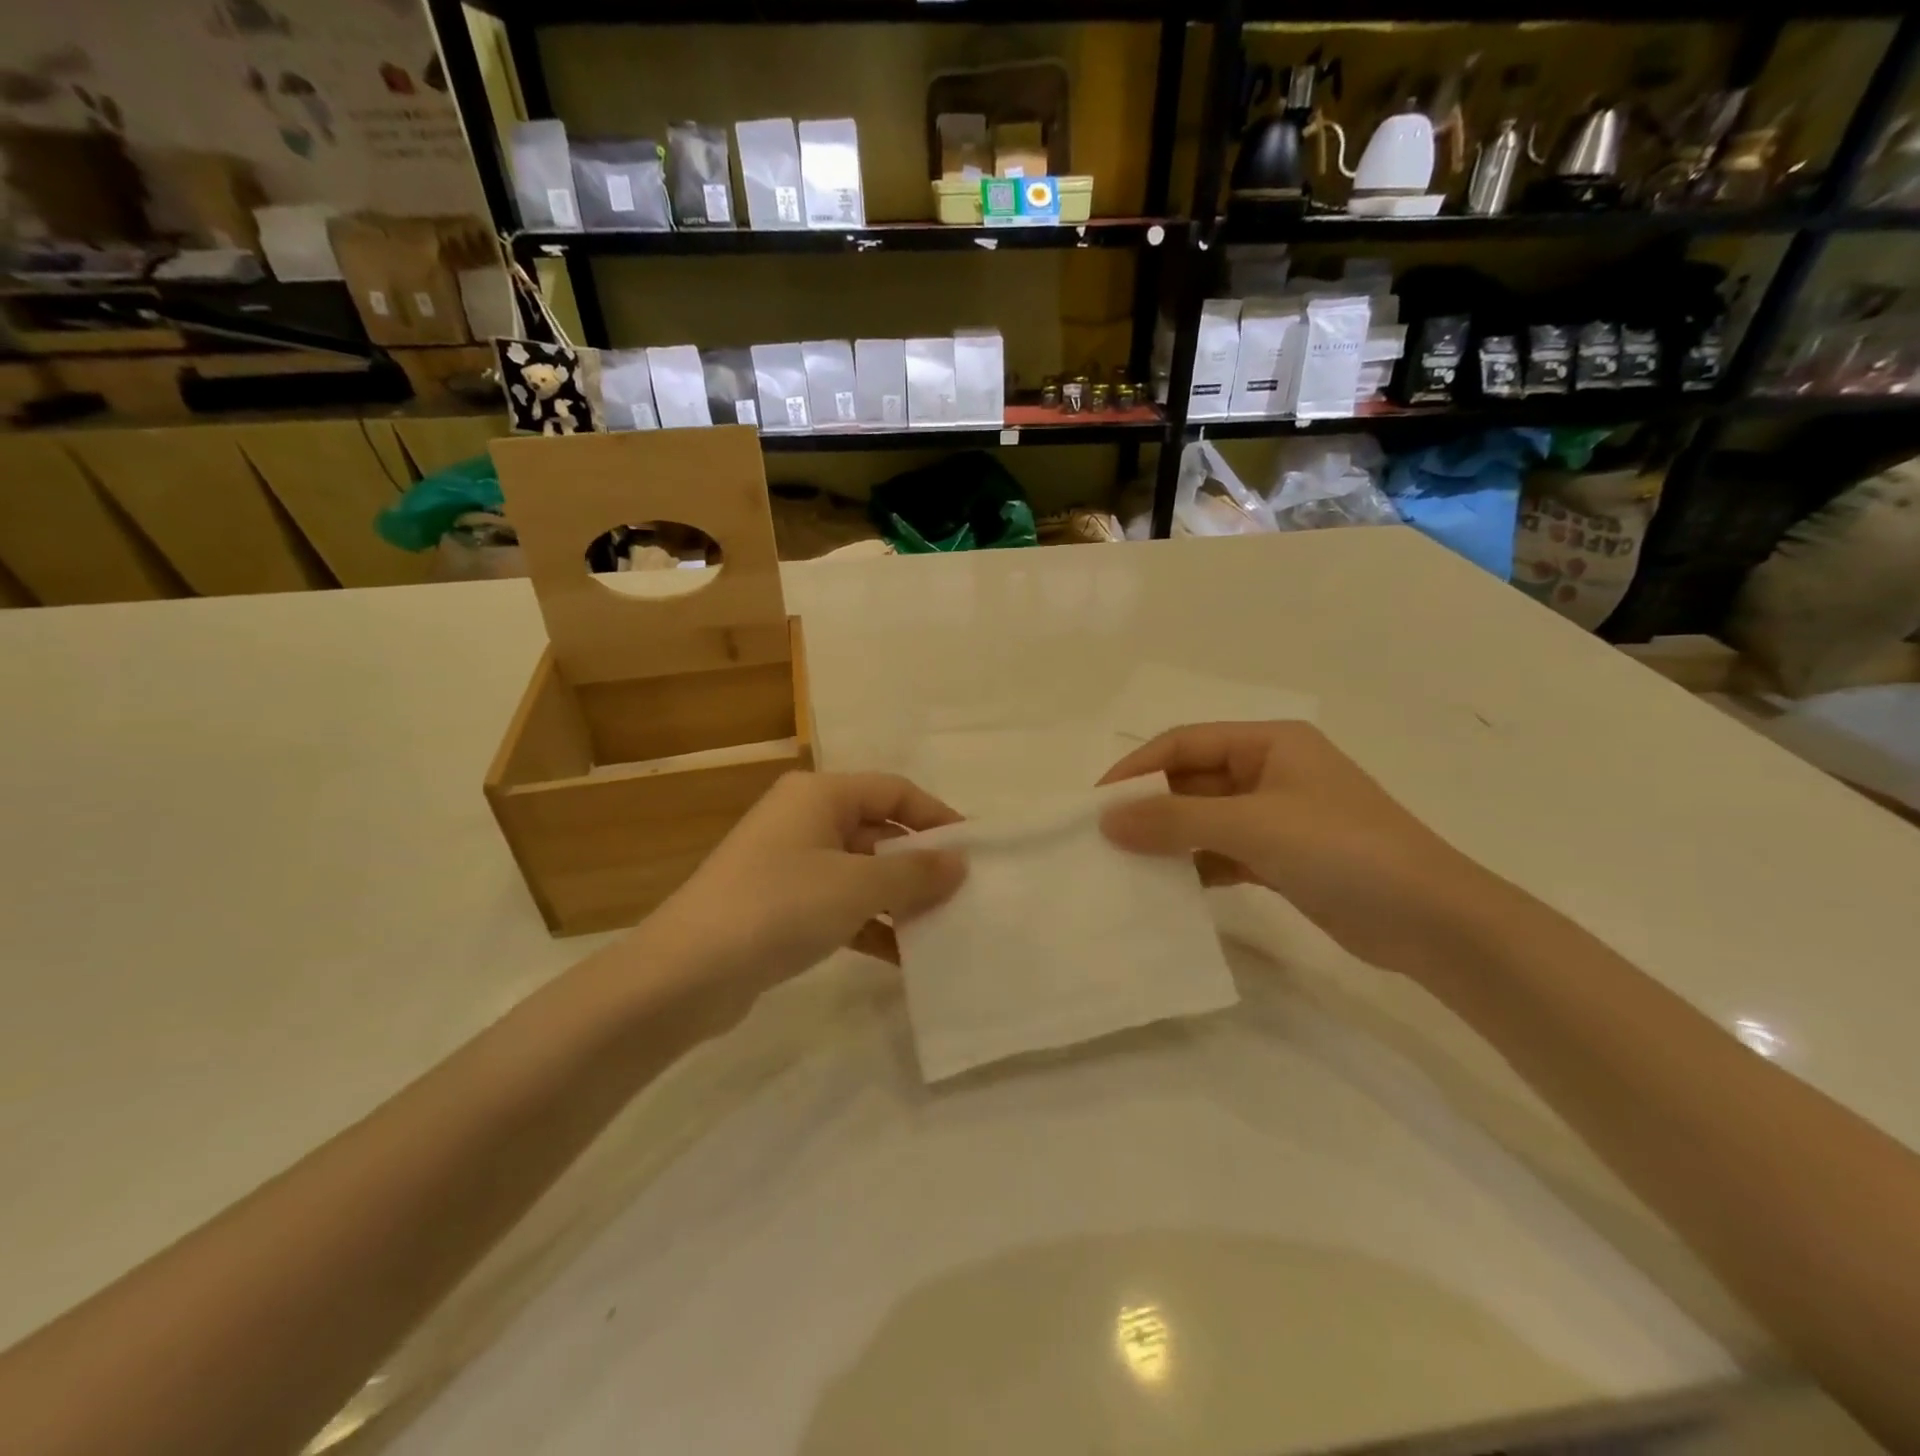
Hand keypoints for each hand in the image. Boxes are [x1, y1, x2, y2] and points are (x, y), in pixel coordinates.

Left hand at [644, 771, 966, 1005]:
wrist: (685, 973)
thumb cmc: (780, 906)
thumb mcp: (858, 887)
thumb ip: (914, 873)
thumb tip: (959, 862)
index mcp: (820, 795)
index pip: (894, 791)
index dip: (937, 817)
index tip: (974, 850)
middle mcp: (804, 819)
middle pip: (878, 831)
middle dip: (919, 864)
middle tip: (962, 895)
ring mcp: (789, 863)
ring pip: (860, 872)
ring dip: (898, 899)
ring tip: (939, 929)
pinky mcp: (779, 905)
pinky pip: (838, 905)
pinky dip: (869, 925)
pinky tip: (901, 957)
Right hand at [1098, 722, 1510, 978]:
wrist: (1434, 923)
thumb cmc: (1343, 851)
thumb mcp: (1253, 826)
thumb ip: (1175, 820)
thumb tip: (1106, 820)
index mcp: (1269, 742)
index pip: (1185, 743)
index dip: (1138, 769)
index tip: (1097, 804)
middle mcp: (1271, 771)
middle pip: (1193, 779)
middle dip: (1150, 806)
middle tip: (1104, 838)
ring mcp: (1278, 817)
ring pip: (1205, 818)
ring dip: (1169, 838)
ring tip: (1126, 864)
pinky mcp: (1283, 858)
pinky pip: (1223, 852)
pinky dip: (1195, 865)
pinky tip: (1168, 887)